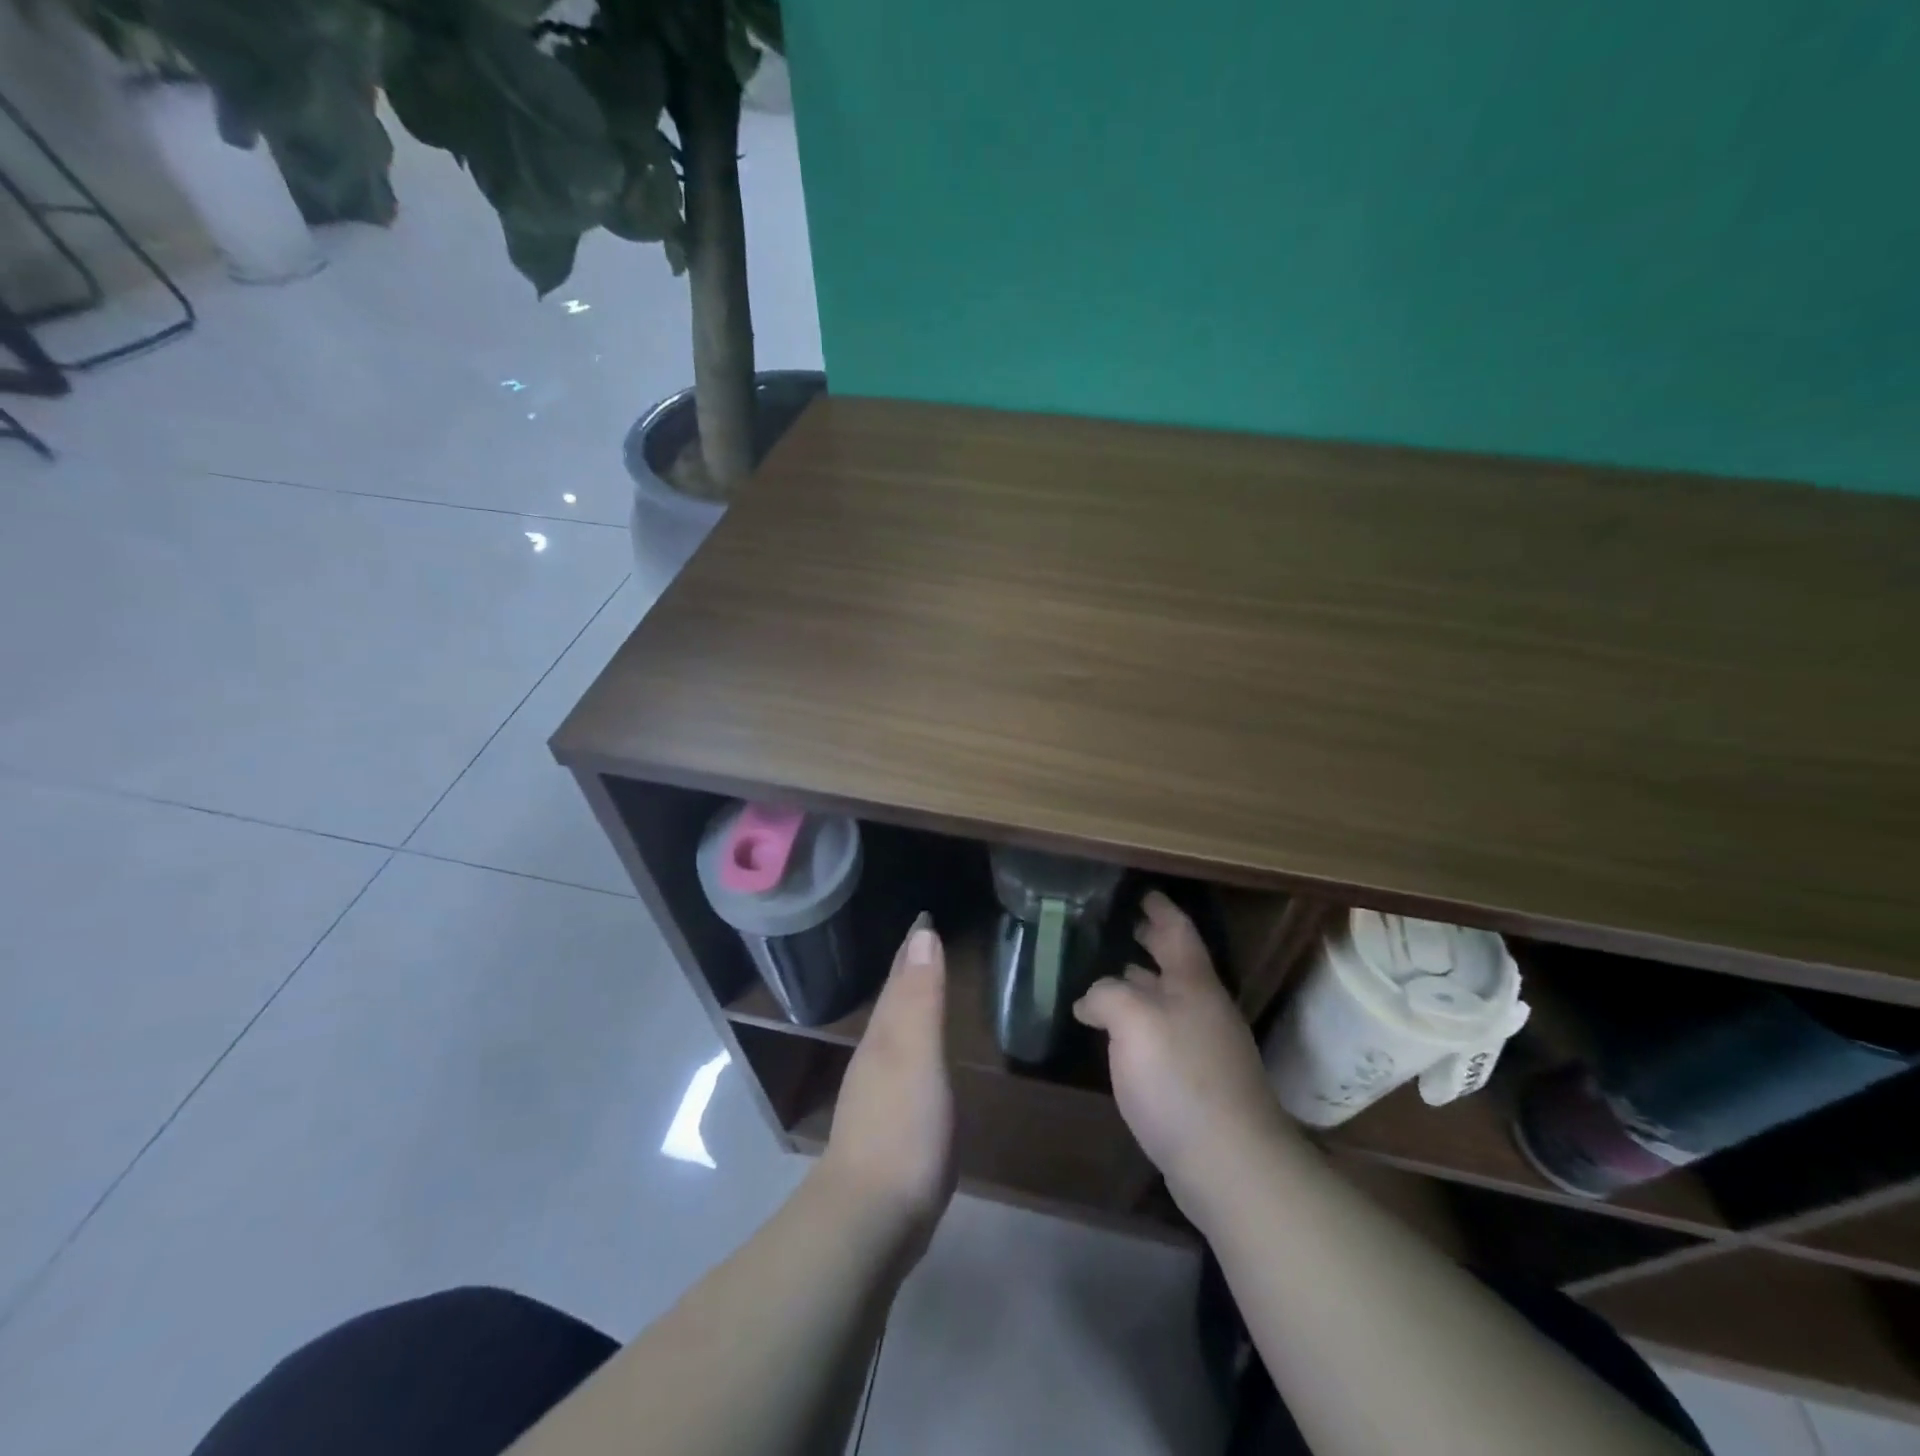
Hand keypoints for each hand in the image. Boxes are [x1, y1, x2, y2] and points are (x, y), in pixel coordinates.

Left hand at [820, 914, 955, 1249]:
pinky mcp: (890, 1128)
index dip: (912, 948)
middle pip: (894, 1003)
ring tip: (926, 991)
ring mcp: (879, 1095)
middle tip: (927, 944)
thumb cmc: (902, 1128)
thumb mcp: (917, 1054)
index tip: (924, 918)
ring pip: (896, 1035)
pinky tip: (923, 1062)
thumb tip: (923, 933)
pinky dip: (916, 1049)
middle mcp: (876, 1057)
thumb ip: (921, 997)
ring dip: (911, 1008)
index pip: (899, 978)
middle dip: (909, 972)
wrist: (871, 1218)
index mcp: (884, 1036)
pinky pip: (905, 1068)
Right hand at [1074, 892, 1288, 1214]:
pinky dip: (1143, 1021)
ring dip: (1143, 983)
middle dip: (1152, 942)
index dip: (1160, 909)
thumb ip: (1107, 995)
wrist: (1231, 1164)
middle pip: (1176, 964)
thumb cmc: (1180, 1078)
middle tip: (1124, 926)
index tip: (1144, 893)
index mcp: (1193, 984)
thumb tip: (1091, 1000)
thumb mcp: (1133, 1022)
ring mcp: (1206, 1048)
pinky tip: (1122, 1036)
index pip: (1177, 931)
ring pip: (1169, 1000)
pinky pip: (1166, 1034)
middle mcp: (1204, 1009)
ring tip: (1112, 975)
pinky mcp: (1200, 1084)